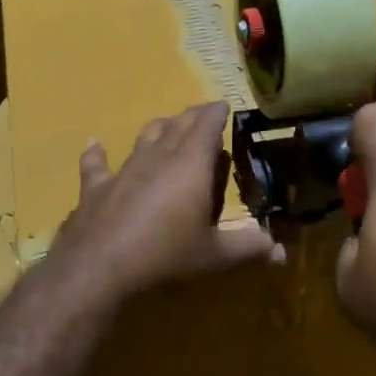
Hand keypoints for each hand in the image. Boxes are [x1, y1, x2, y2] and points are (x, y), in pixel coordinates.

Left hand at [51, 101, 277, 301]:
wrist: (99, 270)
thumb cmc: (165, 257)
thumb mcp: (214, 256)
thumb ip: (248, 248)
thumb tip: (281, 253)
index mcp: (191, 166)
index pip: (207, 126)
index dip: (216, 114)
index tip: (224, 105)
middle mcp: (158, 158)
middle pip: (177, 126)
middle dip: (192, 117)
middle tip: (203, 114)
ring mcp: (124, 170)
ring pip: (144, 138)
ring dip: (159, 128)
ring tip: (167, 124)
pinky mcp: (95, 188)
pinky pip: (97, 164)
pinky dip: (97, 153)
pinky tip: (94, 144)